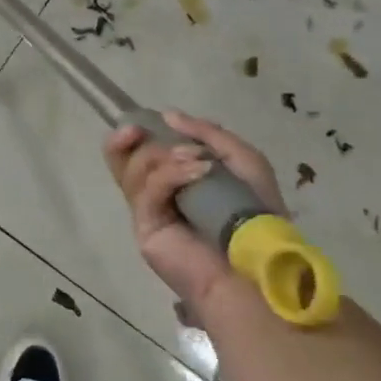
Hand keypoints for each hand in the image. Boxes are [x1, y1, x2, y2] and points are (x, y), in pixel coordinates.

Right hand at [103, 113, 286, 312]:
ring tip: (197, 161)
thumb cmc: (255, 214)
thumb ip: (209, 134)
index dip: (133, 135)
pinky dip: (171, 174)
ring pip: (132, 171)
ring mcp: (148, 212)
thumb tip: (168, 115)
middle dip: (128, 141)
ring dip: (164, 157)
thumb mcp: (243, 161)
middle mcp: (156, 195)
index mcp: (174, 180)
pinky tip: (199, 172)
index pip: (138, 153)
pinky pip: (147, 191)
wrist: (258, 265)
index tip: (145, 121)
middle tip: (138, 131)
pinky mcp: (145, 227)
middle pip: (123, 161)